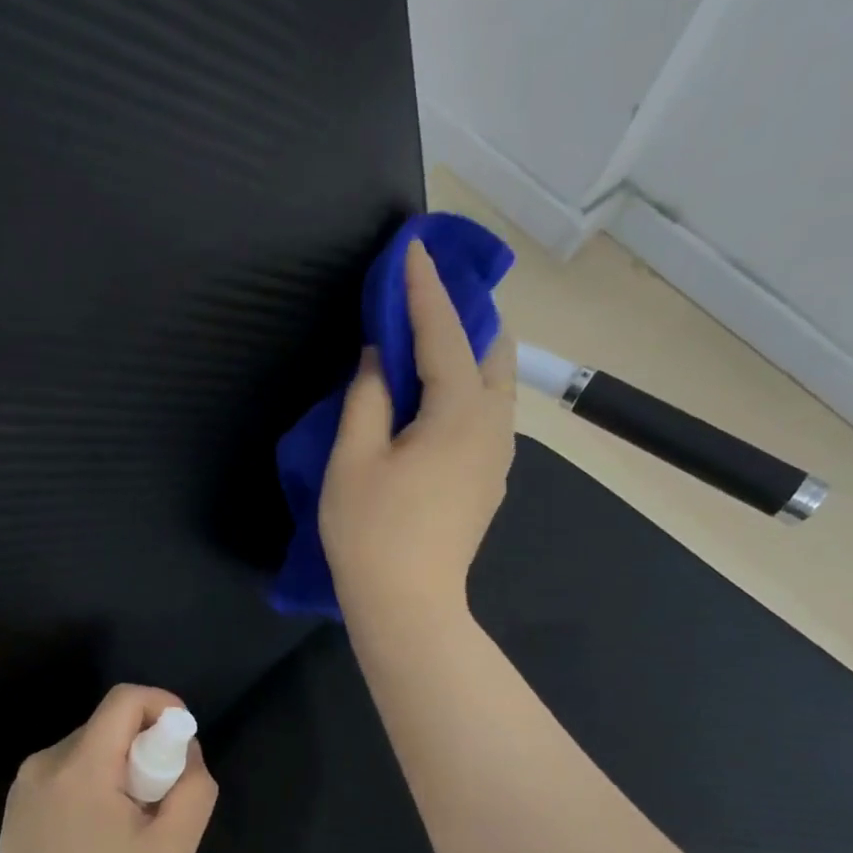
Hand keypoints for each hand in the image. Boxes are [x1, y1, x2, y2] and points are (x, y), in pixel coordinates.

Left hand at [0, 684, 218, 852]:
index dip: (162, 705)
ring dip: (119, 768)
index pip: (124, 699)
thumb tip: (186, 751)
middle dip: (143, 748)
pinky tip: (97, 835)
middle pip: (107, 725)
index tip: (182, 741)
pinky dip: (94, 783)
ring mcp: (25, 783)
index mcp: (80, 766)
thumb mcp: (172, 848)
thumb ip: (193, 788)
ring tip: (127, 825)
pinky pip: (67, 770)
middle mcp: (45, 762)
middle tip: (158, 800)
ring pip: (88, 747)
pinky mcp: (17, 803)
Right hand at [320, 239, 515, 627]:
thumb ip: (368, 396)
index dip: (424, 290)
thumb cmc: (372, 532)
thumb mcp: (354, 458)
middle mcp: (493, 426)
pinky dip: (468, 385)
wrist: (409, 605)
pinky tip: (438, 392)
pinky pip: (487, 412)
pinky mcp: (489, 479)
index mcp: (459, 414)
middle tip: (429, 291)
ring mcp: (498, 456)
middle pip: (491, 350)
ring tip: (434, 334)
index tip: (413, 247)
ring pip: (496, 383)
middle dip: (464, 312)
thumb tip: (381, 355)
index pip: (444, 334)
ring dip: (469, 350)